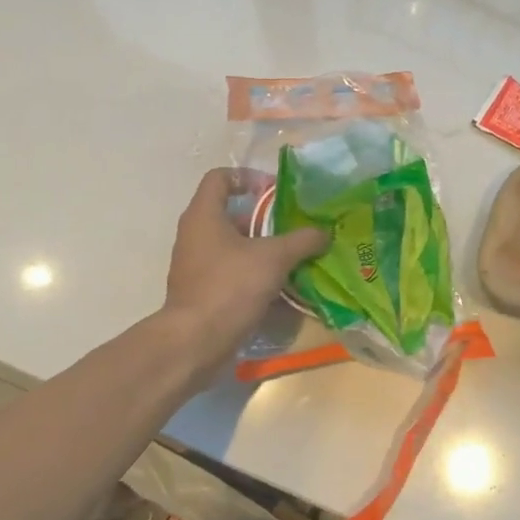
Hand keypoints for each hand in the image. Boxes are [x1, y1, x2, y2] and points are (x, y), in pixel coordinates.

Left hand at [161, 169, 326, 372]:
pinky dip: (255, 275)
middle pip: (231, 214)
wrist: (195, 342)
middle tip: (295, 228)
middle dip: (265, 220)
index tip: (275, 191)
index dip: (248, 177)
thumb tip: (324, 233)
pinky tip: (281, 288)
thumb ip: (302, 240)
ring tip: (294, 258)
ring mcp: (195, 265)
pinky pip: (232, 273)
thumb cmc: (230, 287)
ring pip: (234, 246)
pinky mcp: (202, 291)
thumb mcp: (274, 258)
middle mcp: (195, 235)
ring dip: (263, 250)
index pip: (220, 178)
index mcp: (204, 215)